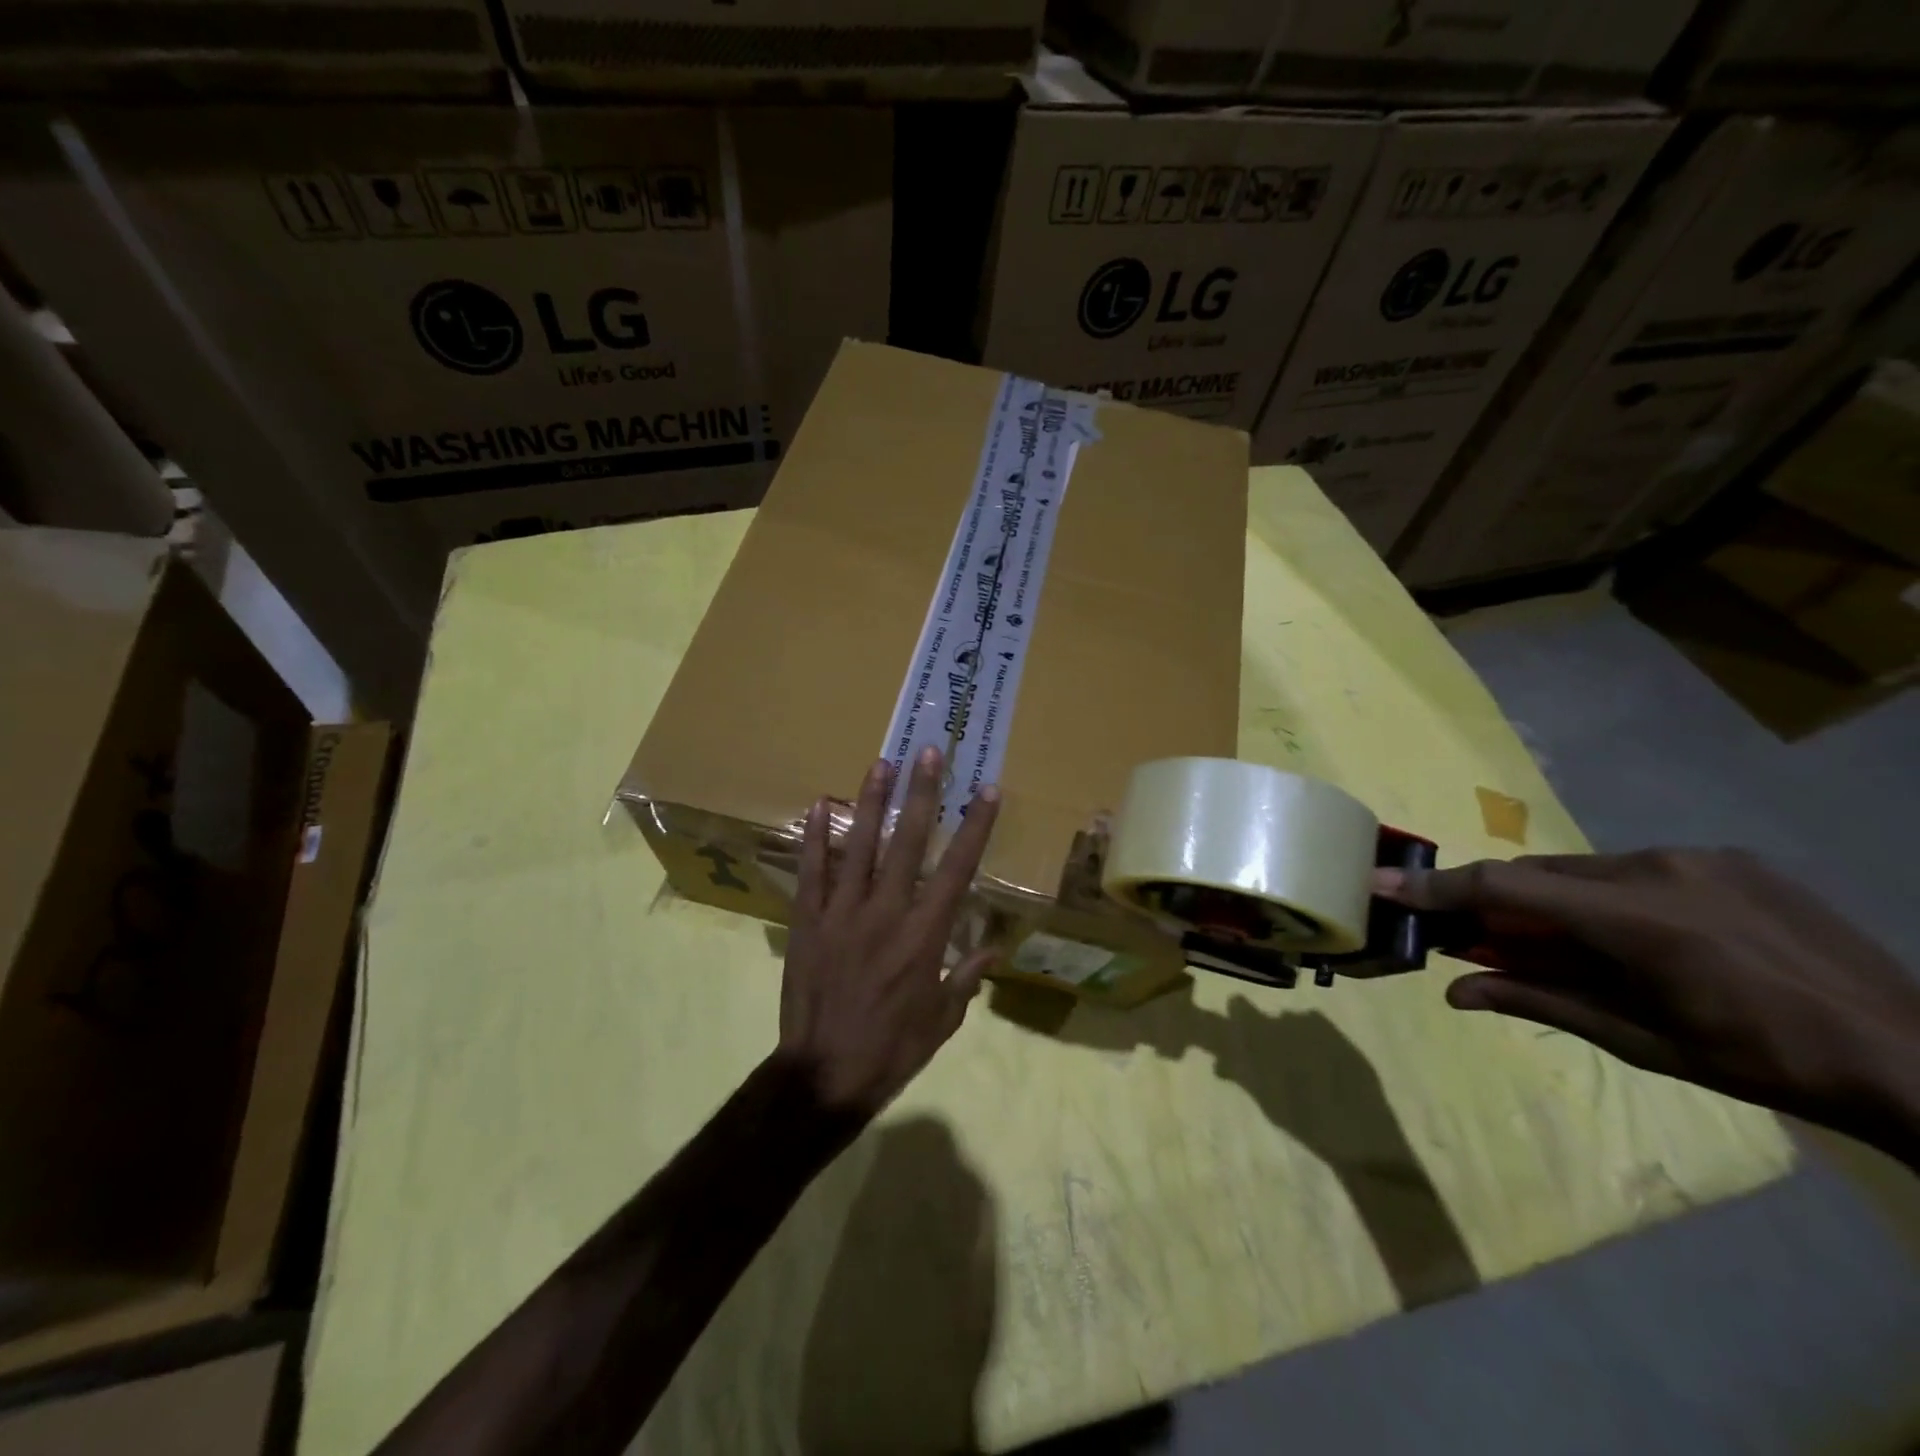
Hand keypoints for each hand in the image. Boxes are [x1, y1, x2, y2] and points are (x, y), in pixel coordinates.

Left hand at [778, 747, 1000, 1116]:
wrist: (822, 1075)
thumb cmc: (891, 1050)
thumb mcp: (942, 1021)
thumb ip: (967, 979)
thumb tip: (994, 949)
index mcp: (925, 935)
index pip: (957, 869)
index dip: (975, 827)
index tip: (987, 791)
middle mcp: (887, 912)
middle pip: (909, 842)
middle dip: (922, 793)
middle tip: (928, 751)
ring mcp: (842, 913)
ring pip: (860, 846)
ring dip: (872, 802)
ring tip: (882, 763)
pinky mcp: (808, 921)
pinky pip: (812, 872)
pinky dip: (816, 839)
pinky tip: (819, 805)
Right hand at [1379, 850, 1919, 1162]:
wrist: (1917, 1055)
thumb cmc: (1763, 1060)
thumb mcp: (1640, 1040)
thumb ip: (1539, 1000)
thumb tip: (1455, 992)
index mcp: (1636, 918)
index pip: (1504, 886)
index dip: (1436, 887)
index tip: (1379, 883)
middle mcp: (1657, 867)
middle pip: (1540, 874)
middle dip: (1501, 903)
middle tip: (1483, 939)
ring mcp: (1697, 856)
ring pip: (1586, 869)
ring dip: (1558, 902)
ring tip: (1573, 947)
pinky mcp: (1728, 857)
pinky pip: (1635, 868)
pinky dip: (1608, 896)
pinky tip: (1642, 936)